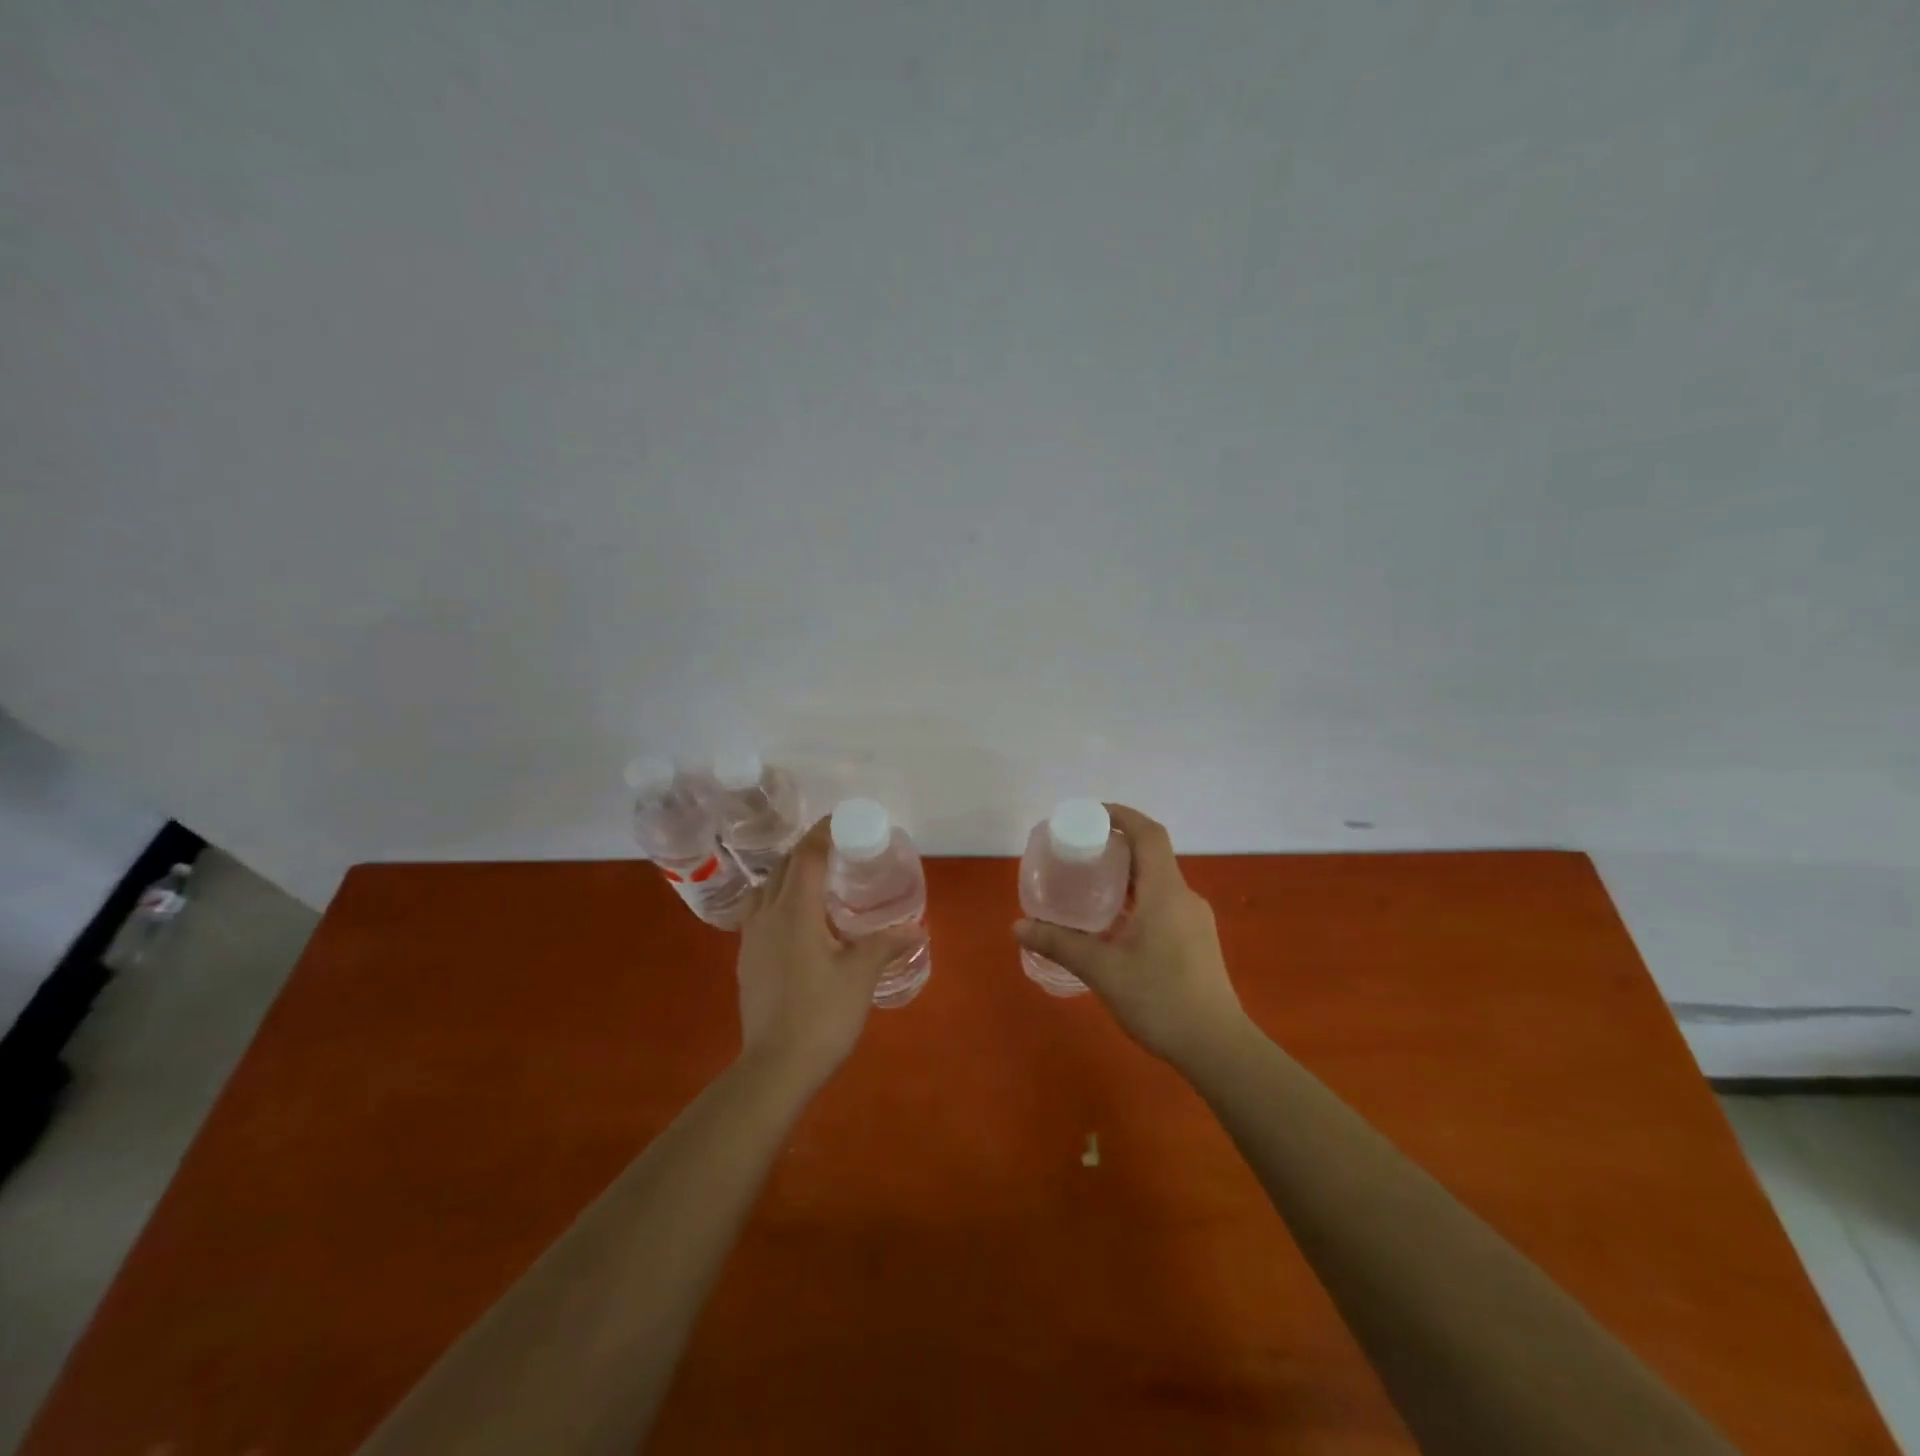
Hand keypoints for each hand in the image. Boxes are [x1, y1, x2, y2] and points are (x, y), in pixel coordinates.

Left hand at [735, 817, 920, 1091]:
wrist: (775, 1067)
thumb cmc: (822, 1014)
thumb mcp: (861, 975)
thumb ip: (886, 944)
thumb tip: (916, 928)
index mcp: (795, 911)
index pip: (806, 856)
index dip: (823, 833)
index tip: (842, 821)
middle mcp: (767, 915)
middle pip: (782, 866)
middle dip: (806, 850)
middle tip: (837, 850)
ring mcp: (751, 938)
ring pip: (765, 888)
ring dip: (788, 873)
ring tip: (816, 881)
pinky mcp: (746, 960)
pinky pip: (759, 912)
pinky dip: (778, 899)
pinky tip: (798, 920)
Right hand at [1015, 804, 1248, 1068]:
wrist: (1217, 1047)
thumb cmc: (1160, 999)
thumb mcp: (1102, 970)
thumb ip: (1059, 944)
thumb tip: (1017, 927)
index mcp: (1165, 891)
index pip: (1148, 833)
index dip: (1122, 815)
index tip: (1090, 814)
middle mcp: (1183, 897)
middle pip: (1151, 855)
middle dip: (1116, 846)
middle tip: (1079, 853)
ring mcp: (1194, 920)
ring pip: (1157, 882)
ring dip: (1126, 876)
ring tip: (1089, 886)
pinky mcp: (1196, 941)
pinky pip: (1163, 903)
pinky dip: (1137, 899)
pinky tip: (1113, 926)